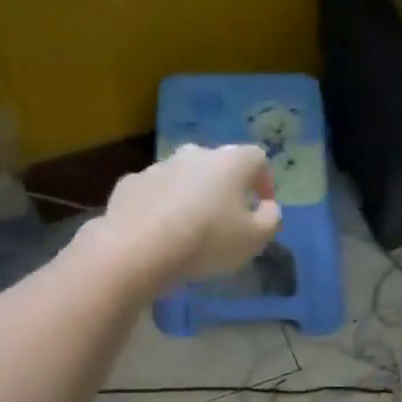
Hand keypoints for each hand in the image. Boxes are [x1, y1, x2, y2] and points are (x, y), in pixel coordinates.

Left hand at [96, 144, 281, 288]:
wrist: (139, 248)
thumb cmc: (208, 240)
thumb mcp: (256, 239)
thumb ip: (271, 219)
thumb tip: (268, 207)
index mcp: (232, 162)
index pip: (259, 159)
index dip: (265, 183)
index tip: (262, 207)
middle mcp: (196, 153)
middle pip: (219, 165)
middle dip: (226, 188)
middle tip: (227, 219)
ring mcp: (159, 165)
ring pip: (185, 177)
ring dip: (192, 196)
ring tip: (191, 228)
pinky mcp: (131, 183)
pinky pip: (156, 192)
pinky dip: (162, 206)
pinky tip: (160, 232)